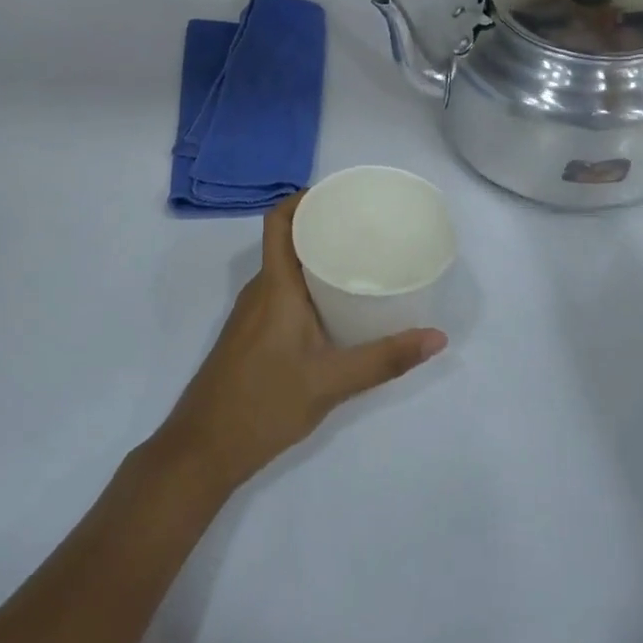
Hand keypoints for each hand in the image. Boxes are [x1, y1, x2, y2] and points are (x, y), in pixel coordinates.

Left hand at [151, 195, 447, 496]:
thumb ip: (384, 359)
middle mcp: (260, 291)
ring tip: (359, 260)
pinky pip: (280, 293)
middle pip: (286, 241)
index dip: (303, 199)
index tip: (339, 194)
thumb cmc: (264, 403)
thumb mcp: (331, 382)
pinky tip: (335, 306)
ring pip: (284, 270)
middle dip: (321, 226)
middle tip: (365, 227)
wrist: (204, 447)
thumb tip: (437, 337)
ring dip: (314, 258)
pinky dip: (306, 286)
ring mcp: (251, 314)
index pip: (279, 222)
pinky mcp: (251, 335)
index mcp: (274, 286)